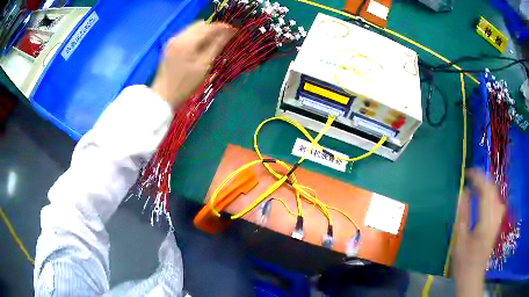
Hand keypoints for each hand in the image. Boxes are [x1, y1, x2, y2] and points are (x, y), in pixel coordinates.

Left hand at [152, 21, 235, 106]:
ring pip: (194, 28)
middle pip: (201, 24)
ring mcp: (173, 40)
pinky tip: (202, 45)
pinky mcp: (170, 45)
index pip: (209, 27)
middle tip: (226, 36)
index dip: (223, 27)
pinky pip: (187, 34)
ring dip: (206, 31)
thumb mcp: (204, 66)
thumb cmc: (185, 84)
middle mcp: (178, 37)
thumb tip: (229, 32)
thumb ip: (217, 46)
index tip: (235, 31)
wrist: (163, 96)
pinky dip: (197, 36)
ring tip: (216, 41)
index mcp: (187, 42)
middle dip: (215, 28)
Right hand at [453, 169, 504, 295]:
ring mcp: (498, 220)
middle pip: (493, 190)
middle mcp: (495, 218)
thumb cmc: (463, 261)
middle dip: (483, 179)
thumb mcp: (459, 239)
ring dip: (487, 185)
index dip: (477, 178)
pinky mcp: (498, 223)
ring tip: (476, 184)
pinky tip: (486, 197)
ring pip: (496, 194)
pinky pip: (497, 201)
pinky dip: (491, 194)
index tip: (467, 173)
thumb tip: (463, 192)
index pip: (486, 192)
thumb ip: (463, 213)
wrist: (472, 276)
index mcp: (485, 223)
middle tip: (470, 177)